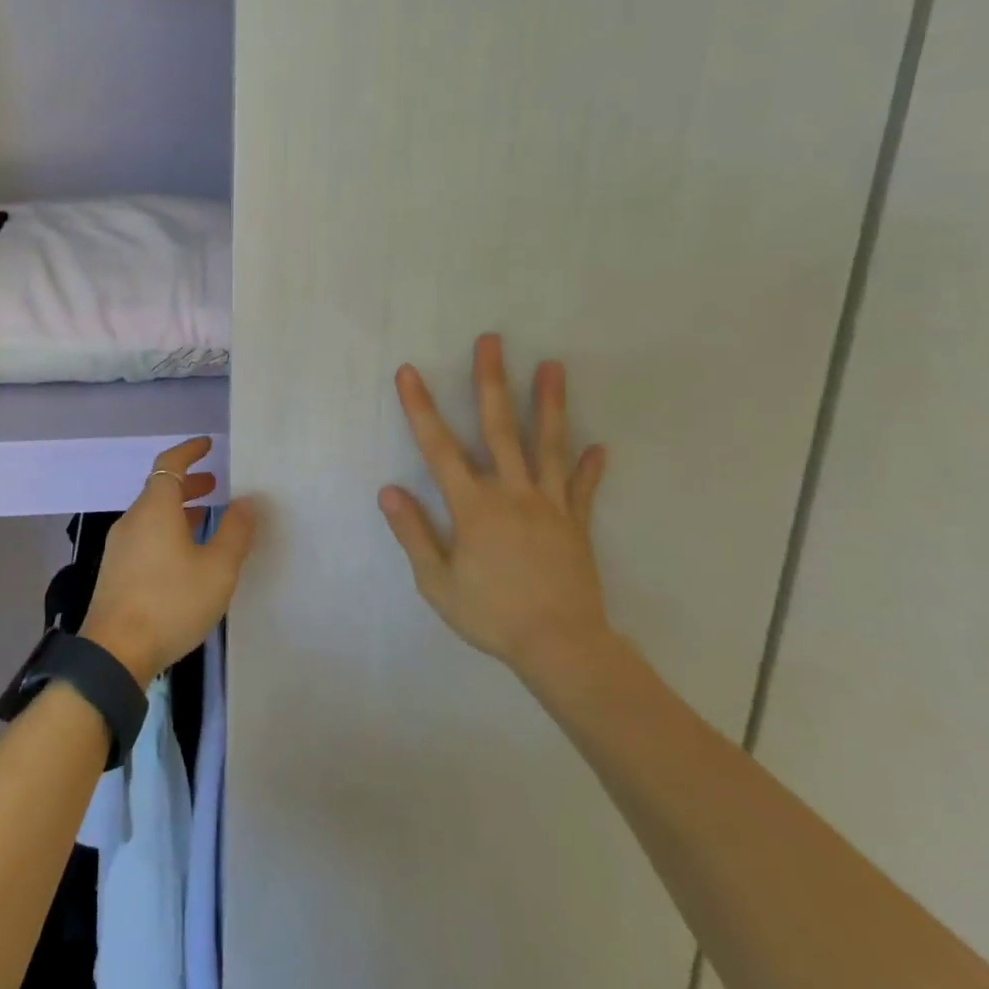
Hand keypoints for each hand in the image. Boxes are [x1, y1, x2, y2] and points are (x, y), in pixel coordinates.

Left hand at [82, 438, 256, 682]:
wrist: (115, 651)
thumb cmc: (170, 602)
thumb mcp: (216, 569)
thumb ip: (234, 532)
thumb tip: (247, 500)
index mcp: (155, 509)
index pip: (169, 465)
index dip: (189, 451)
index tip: (207, 445)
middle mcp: (133, 520)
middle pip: (159, 489)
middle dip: (188, 484)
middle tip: (215, 487)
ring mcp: (120, 546)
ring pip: (151, 515)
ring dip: (177, 510)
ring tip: (204, 520)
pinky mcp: (115, 571)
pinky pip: (144, 536)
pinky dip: (166, 531)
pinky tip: (182, 556)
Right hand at [378, 334, 612, 689]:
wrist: (561, 647)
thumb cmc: (491, 615)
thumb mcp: (436, 582)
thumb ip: (413, 532)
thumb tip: (388, 489)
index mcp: (474, 507)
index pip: (439, 448)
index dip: (421, 408)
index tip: (410, 373)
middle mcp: (512, 493)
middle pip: (499, 428)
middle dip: (491, 381)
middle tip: (491, 341)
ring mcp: (549, 505)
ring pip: (548, 445)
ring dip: (550, 403)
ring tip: (554, 366)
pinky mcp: (576, 524)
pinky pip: (583, 489)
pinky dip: (590, 467)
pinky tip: (600, 446)